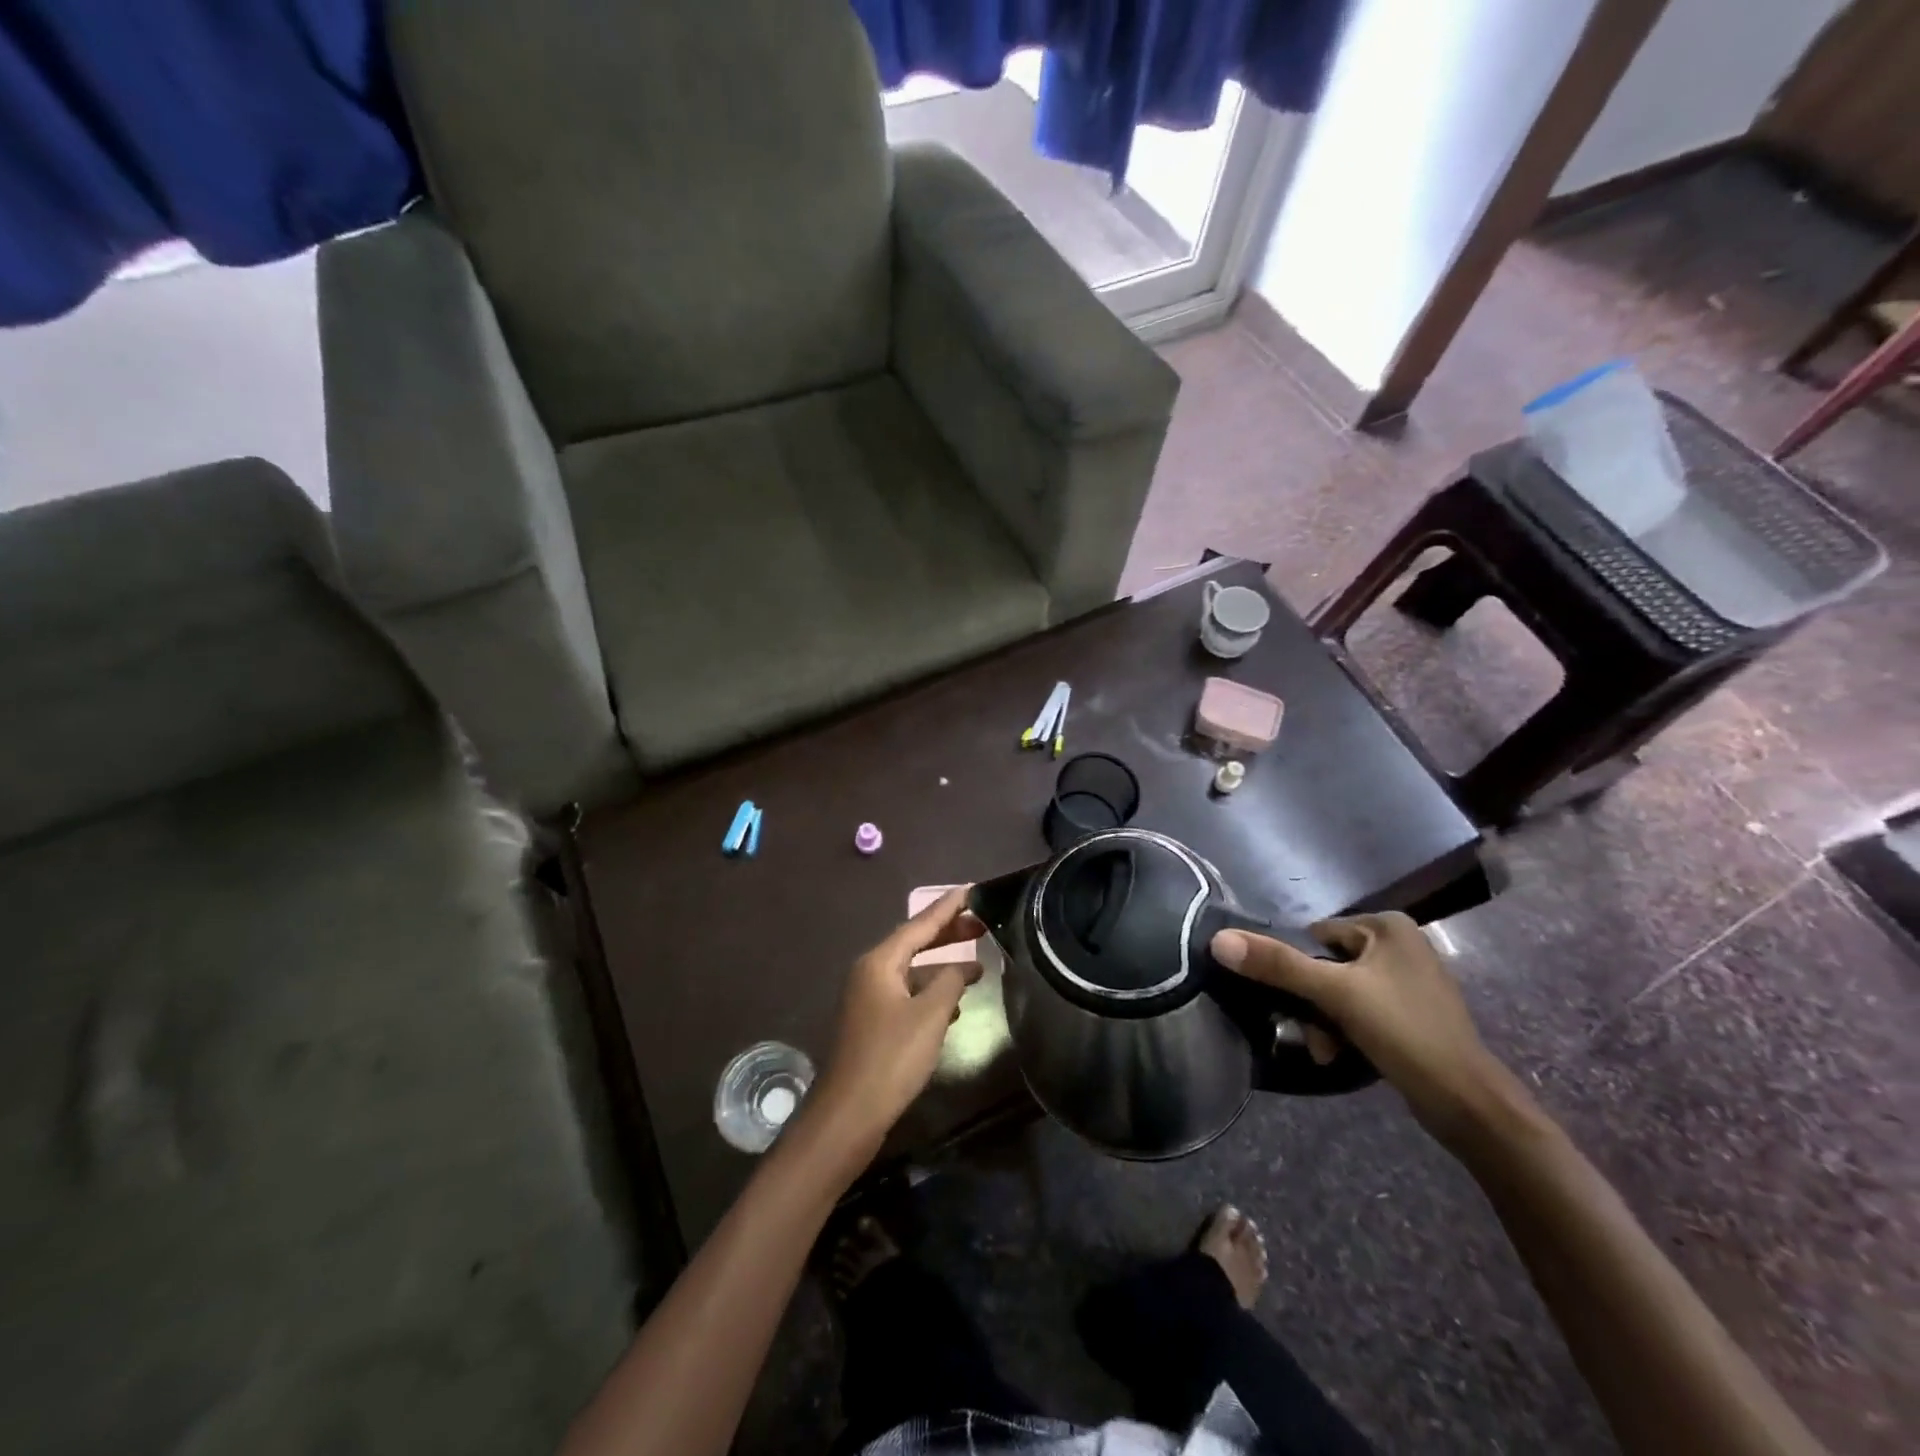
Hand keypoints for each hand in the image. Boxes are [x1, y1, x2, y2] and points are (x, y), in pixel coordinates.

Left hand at [809, 887, 984, 1158]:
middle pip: (913, 943)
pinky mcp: (873, 1023)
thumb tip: (965, 966)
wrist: (849, 1114)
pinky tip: (954, 1004)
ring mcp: (869, 999)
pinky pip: (907, 993)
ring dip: (942, 965)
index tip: (972, 890)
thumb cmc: (891, 1058)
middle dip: (948, 934)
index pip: (919, 924)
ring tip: (977, 963)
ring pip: (911, 970)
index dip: (947, 908)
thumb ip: (950, 982)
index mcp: (879, 962)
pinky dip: (931, 991)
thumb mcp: (930, 1015)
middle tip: (982, 924)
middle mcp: (870, 973)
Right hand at [1210, 913, 1504, 1146]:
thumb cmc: (1404, 1032)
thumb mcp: (1334, 993)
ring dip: (1325, 1022)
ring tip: (1327, 1050)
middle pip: (1326, 965)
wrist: (1467, 1105)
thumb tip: (1218, 940)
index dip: (1299, 968)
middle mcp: (1400, 944)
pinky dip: (1346, 1030)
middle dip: (1313, 1003)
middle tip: (1312, 1033)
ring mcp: (1408, 980)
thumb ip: (1277, 964)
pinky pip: (1360, 1010)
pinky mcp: (1412, 1013)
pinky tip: (1343, 1054)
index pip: (1316, 935)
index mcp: (1388, 926)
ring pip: (1340, 992)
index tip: (1297, 1002)